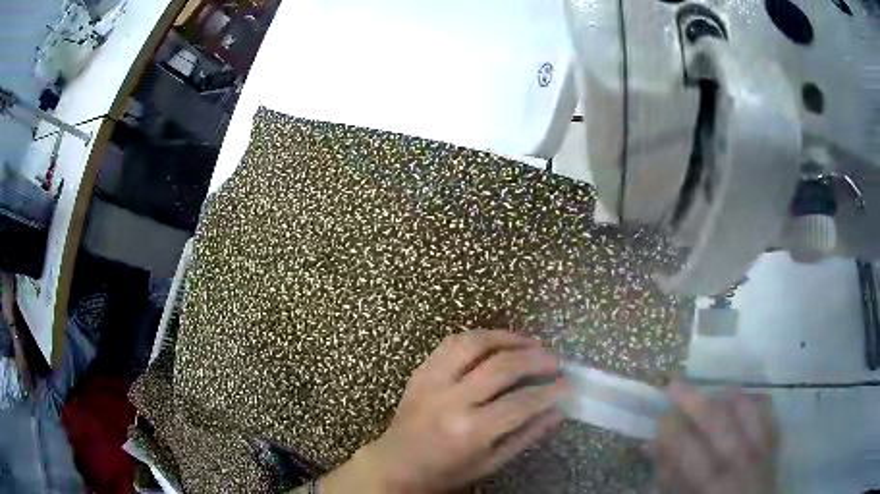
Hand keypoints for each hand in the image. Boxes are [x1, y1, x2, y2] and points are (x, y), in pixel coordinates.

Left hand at [348, 330, 567, 493]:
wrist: (396, 464)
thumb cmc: (446, 471)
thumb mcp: (491, 463)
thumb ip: (526, 435)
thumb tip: (558, 410)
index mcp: (471, 431)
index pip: (521, 402)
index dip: (550, 391)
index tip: (567, 384)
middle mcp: (451, 400)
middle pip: (502, 367)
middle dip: (536, 359)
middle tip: (554, 360)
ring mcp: (432, 381)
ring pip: (474, 343)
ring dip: (507, 338)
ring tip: (530, 343)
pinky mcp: (421, 371)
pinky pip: (451, 342)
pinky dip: (479, 337)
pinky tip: (496, 342)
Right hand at [655, 382, 778, 493]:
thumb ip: (669, 473)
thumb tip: (656, 442)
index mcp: (708, 483)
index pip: (686, 447)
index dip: (671, 427)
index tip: (661, 415)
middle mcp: (736, 461)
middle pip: (717, 420)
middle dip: (693, 399)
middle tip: (674, 384)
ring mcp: (759, 447)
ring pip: (745, 406)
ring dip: (724, 394)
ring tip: (710, 392)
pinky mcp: (773, 440)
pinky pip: (766, 407)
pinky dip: (751, 397)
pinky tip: (739, 399)